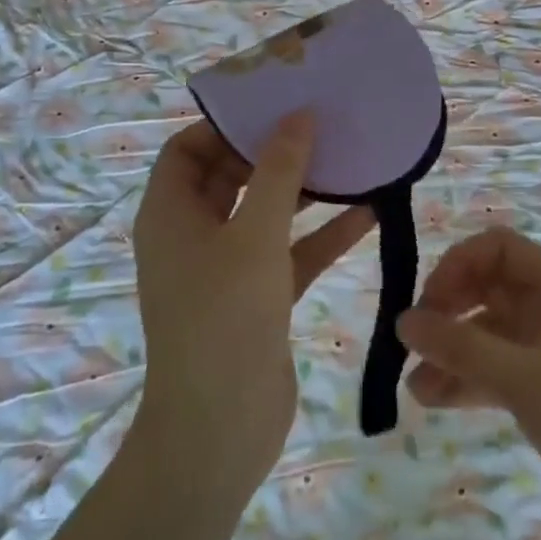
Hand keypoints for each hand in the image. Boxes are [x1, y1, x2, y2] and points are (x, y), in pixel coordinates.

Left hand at [132, 115, 371, 492]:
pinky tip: (369, 213)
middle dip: (274, 152)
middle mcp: (193, 235)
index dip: (225, 124)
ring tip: (350, 158)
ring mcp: (226, 268)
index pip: (188, 148)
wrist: (219, 433)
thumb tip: (298, 116)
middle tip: (321, 123)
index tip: (274, 106)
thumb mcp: (255, 235)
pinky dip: (322, 235)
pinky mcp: (258, 298)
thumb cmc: (224, 319)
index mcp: (171, 214)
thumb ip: (279, 172)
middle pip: (232, 175)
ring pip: (266, 213)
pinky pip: (290, 252)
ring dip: (305, 191)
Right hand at [396, 227, 540, 539]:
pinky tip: (433, 401)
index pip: (498, 248)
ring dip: (452, 351)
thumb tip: (402, 321)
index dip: (458, 265)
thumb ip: (460, 347)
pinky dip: (467, 380)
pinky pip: (496, 369)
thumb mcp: (522, 379)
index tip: (429, 303)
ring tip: (413, 385)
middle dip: (448, 311)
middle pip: (489, 287)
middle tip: (413, 342)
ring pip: (488, 333)